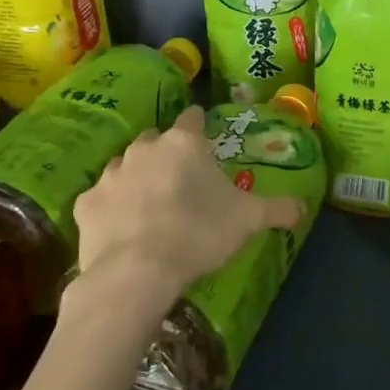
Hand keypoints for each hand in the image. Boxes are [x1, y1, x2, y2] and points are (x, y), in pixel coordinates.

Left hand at [71, 105, 305, 328]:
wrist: (138, 271)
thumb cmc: (199, 234)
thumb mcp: (249, 221)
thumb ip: (278, 209)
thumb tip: (303, 207)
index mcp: (184, 143)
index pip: (193, 118)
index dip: (200, 128)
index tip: (205, 142)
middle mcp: (145, 148)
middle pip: (156, 140)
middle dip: (166, 154)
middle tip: (181, 182)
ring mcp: (111, 174)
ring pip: (125, 166)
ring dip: (137, 178)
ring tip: (150, 206)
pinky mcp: (86, 203)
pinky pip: (101, 199)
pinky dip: (111, 209)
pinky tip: (122, 229)